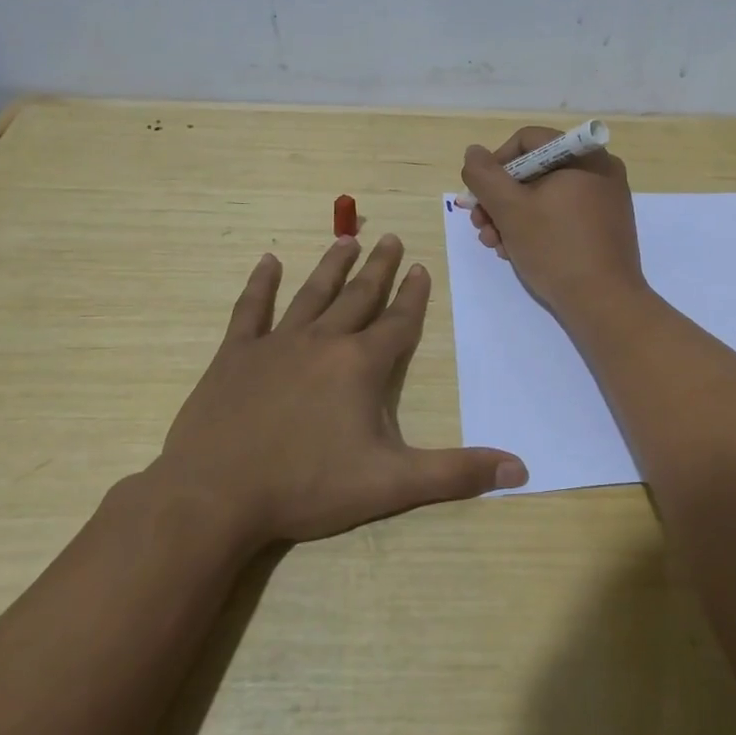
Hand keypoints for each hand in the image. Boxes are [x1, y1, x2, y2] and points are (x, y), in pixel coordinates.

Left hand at [152, 234, 526, 546]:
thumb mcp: (391, 484)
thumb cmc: (307, 487)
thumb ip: (456, 474)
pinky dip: (260, 285)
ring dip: (331, 265)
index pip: (398, 322)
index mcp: (361, 366)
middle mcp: (323, 342)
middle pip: (359, 296)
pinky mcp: (235, 356)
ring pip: (312, 294)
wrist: (214, 496)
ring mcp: (276, 344)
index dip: (413, 296)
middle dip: (379, 268)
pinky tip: (268, 262)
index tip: (422, 268)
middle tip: (391, 238)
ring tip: (347, 239)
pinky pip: (251, 310)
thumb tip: (521, 470)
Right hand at [460, 126, 646, 322]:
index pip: (527, 141)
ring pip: (546, 196)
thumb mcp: (510, 209)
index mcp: (584, 156)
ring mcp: (605, 201)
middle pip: (535, 170)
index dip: (495, 165)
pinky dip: (537, 228)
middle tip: (481, 226)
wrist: (604, 304)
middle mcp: (600, 171)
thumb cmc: (556, 249)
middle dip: (500, 199)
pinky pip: (563, 215)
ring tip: (495, 245)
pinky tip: (517, 252)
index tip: (479, 196)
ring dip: (512, 217)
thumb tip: (473, 152)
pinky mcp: (604, 228)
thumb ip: (485, 176)